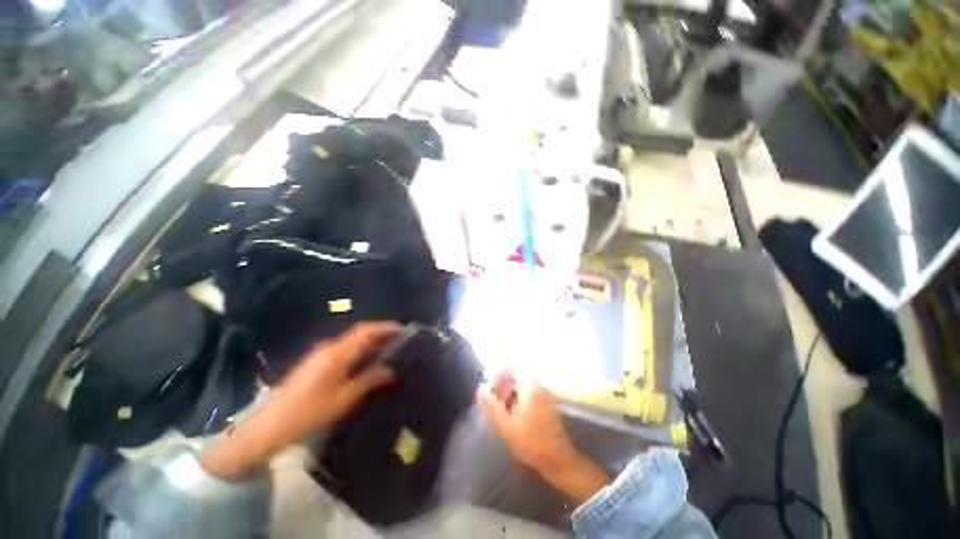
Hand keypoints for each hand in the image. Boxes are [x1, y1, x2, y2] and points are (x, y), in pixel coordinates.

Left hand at [270, 321, 401, 433]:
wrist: (270, 425)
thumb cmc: (310, 412)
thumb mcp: (344, 399)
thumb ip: (369, 380)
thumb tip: (390, 371)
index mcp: (338, 354)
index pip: (366, 332)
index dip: (386, 328)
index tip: (403, 329)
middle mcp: (330, 347)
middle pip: (360, 332)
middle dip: (380, 331)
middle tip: (399, 338)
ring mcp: (321, 353)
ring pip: (352, 339)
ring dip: (370, 339)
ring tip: (387, 347)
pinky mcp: (317, 361)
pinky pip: (345, 347)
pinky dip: (360, 347)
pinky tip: (366, 359)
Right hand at [477, 370, 610, 503]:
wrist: (559, 460)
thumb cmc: (532, 443)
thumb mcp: (507, 427)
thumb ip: (492, 406)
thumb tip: (480, 389)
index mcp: (530, 387)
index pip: (512, 368)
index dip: (499, 373)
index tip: (489, 386)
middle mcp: (538, 387)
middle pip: (517, 376)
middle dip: (503, 384)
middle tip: (492, 397)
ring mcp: (544, 395)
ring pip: (523, 386)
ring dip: (510, 392)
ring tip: (499, 406)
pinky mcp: (546, 405)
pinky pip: (529, 394)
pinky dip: (518, 398)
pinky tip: (512, 413)